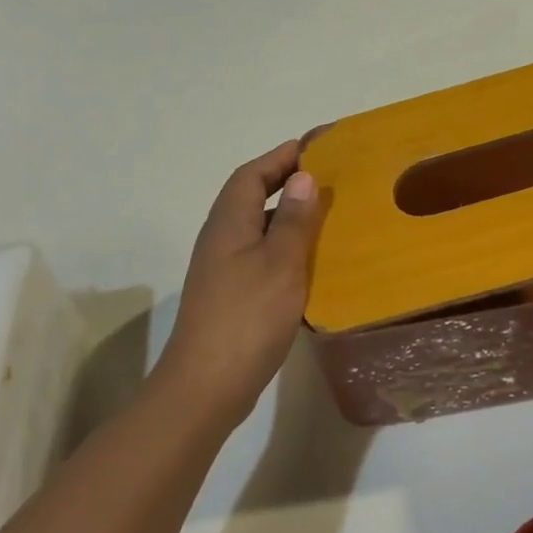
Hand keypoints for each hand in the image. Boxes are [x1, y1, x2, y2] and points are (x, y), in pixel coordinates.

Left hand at [153, 140, 324, 426]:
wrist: (206, 386)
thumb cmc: (247, 318)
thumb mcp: (281, 264)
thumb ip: (294, 220)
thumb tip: (303, 176)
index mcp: (229, 224)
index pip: (251, 175)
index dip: (280, 157)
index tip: (314, 147)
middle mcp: (221, 239)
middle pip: (251, 197)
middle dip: (284, 182)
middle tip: (326, 179)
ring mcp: (222, 269)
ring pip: (256, 227)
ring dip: (286, 216)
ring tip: (325, 215)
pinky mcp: (230, 294)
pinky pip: (259, 254)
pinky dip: (284, 247)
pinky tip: (309, 262)